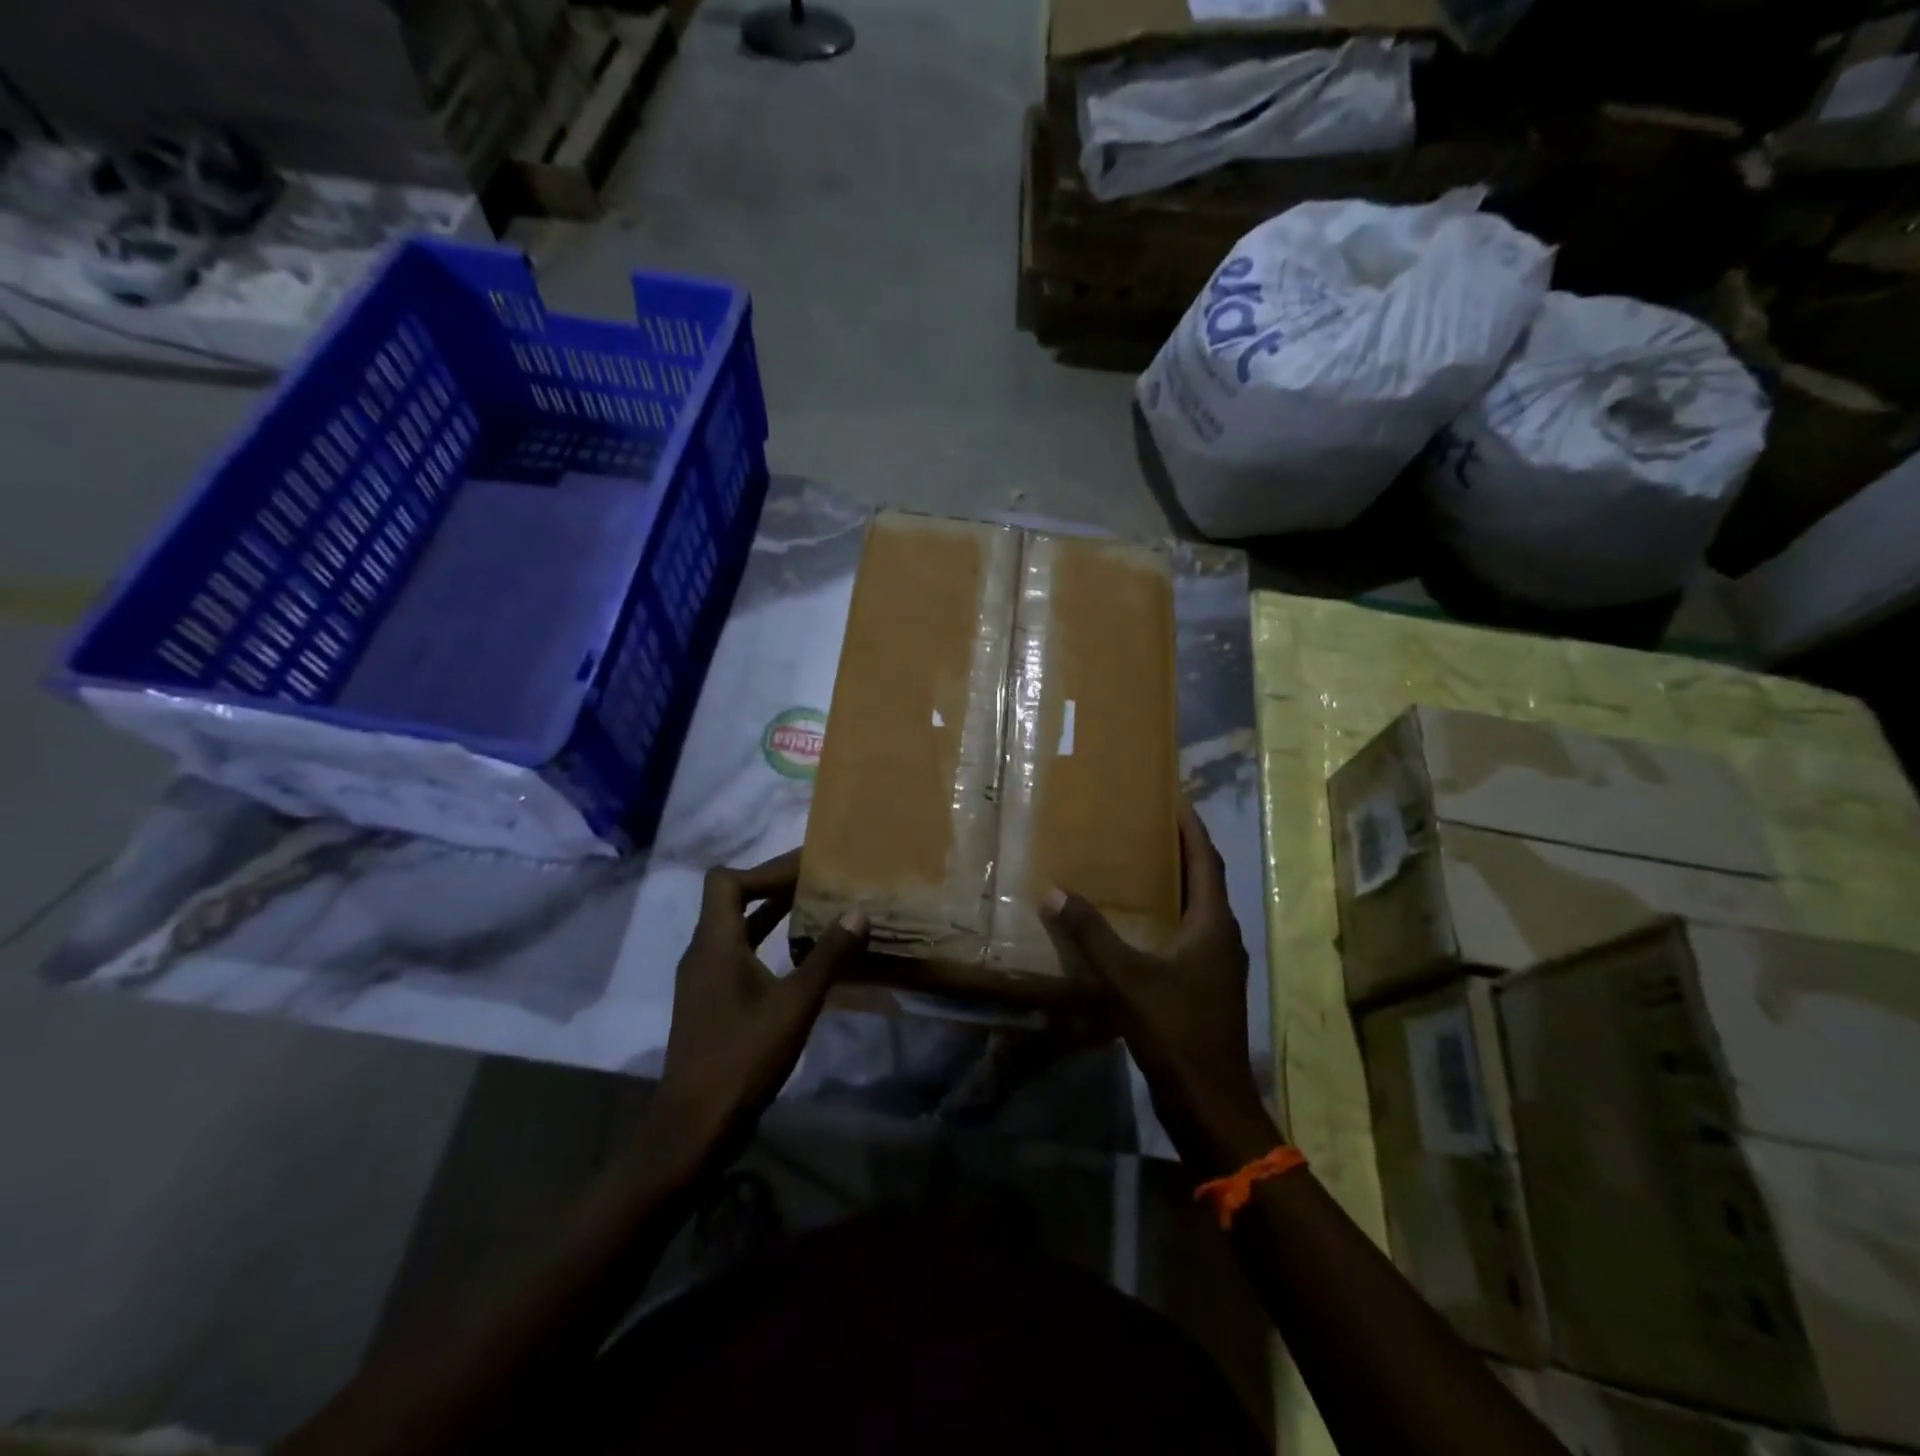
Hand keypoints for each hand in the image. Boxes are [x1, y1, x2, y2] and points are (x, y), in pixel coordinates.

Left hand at [652, 850, 868, 1170]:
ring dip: (772, 914)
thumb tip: (859, 912)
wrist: (694, 1127)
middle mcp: (702, 953)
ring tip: (816, 908)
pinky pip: (739, 953)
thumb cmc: (742, 1058)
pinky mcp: (711, 1002)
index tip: (806, 870)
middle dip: (775, 886)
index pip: (727, 881)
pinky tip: (800, 956)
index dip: (765, 870)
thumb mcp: (795, 1005)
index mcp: (715, 944)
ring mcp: (704, 979)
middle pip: (732, 899)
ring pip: (737, 928)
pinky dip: (768, 943)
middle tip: (820, 882)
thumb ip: (828, 956)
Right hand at [1040, 802, 1275, 1174]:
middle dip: (1179, 851)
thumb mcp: (1129, 979)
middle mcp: (1221, 937)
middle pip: (1204, 881)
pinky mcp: (1204, 988)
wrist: (1211, 1103)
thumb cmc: (1178, 1031)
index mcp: (1213, 925)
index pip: (1207, 861)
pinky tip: (1135, 925)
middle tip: (1144, 826)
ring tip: (1136, 866)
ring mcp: (1216, 965)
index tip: (1174, 798)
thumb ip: (1092, 935)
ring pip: (1196, 911)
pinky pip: (1186, 937)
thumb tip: (1054, 892)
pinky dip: (1165, 918)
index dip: (1192, 829)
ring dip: (1172, 885)